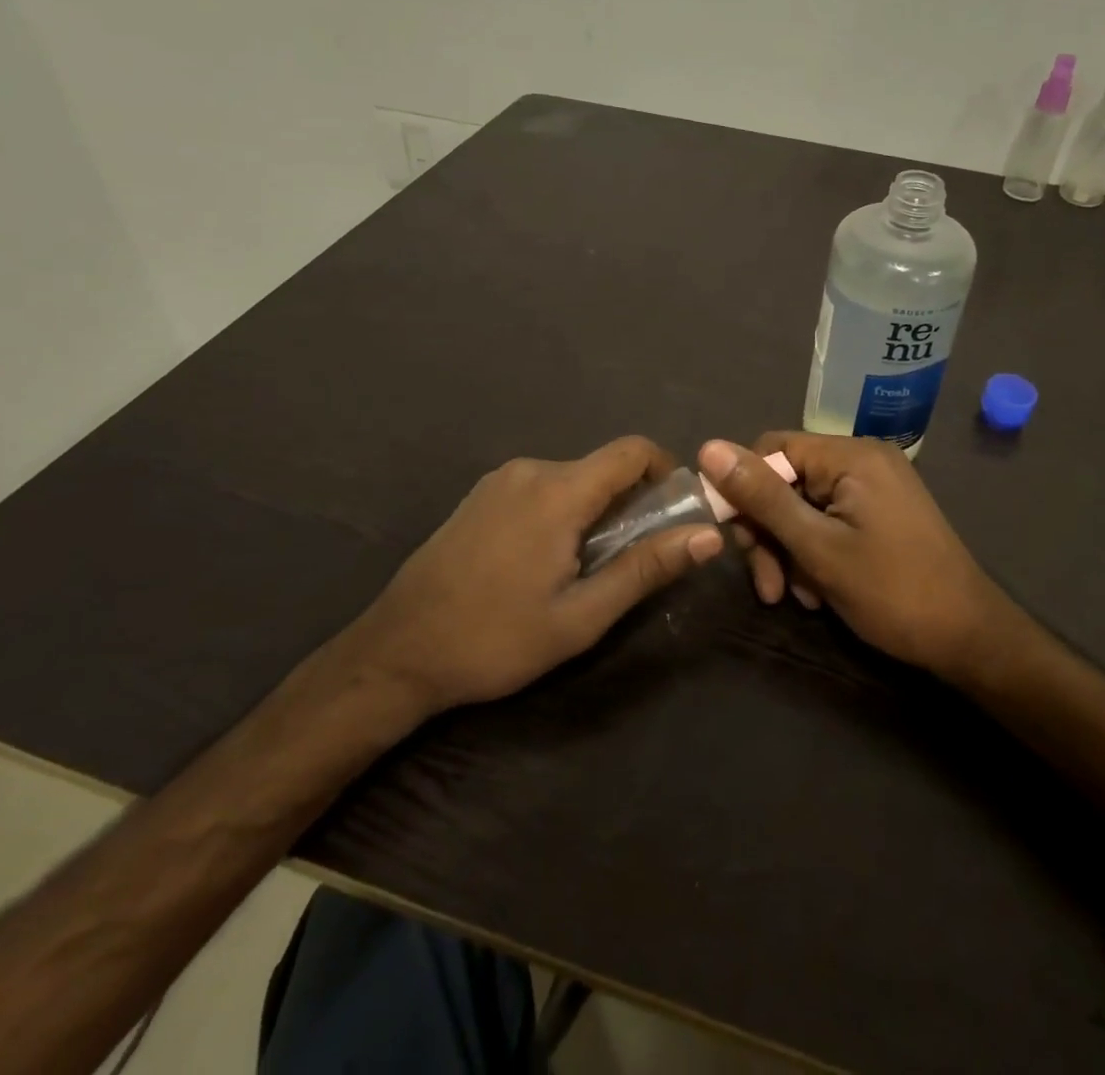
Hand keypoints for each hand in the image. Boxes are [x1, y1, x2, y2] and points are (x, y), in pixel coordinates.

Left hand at [345, 437, 722, 715]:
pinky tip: (544, 561)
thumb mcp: (581, 616)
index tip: (676, 512)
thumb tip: (708, 535)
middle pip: (603, 467)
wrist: (396, 653)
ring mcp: (499, 480)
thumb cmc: (495, 639)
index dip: (666, 471)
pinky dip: (562, 511)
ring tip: (586, 568)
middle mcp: (530, 470)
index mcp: (558, 491)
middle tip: (633, 558)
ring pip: (572, 479)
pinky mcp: (480, 496)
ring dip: (595, 510)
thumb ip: (646, 569)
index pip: (632, 451)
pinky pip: (541, 488)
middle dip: (631, 502)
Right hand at [698, 435, 1021, 683]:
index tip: (734, 540)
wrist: (969, 638)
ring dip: (790, 551)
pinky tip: (817, 592)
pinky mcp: (880, 512)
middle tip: (768, 586)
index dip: (744, 491)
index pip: (772, 450)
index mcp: (850, 455)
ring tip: (796, 597)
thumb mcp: (817, 547)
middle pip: (787, 481)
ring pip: (804, 507)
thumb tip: (708, 448)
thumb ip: (763, 498)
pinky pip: (829, 520)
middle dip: (769, 533)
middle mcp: (862, 459)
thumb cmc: (892, 591)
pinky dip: (815, 553)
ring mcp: (874, 487)